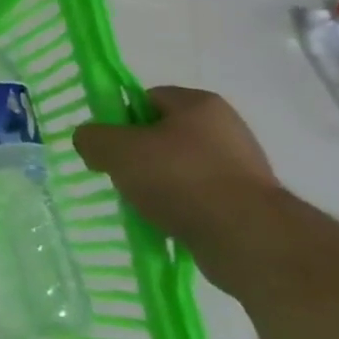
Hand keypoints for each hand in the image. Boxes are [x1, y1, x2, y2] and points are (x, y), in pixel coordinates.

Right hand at [73, 86, 284, 291]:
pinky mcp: (248, 204)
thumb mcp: (119, 151)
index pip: (146, 99)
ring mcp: (241, 167)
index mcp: (199, 103)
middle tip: (122, 177)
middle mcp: (225, 128)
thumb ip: (93, 138)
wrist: (249, 240)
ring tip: (144, 207)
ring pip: (180, 169)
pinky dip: (181, 209)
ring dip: (159, 186)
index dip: (121, 119)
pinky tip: (168, 224)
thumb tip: (89, 141)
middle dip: (138, 156)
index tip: (109, 146)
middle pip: (162, 135)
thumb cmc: (181, 179)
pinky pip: (200, 199)